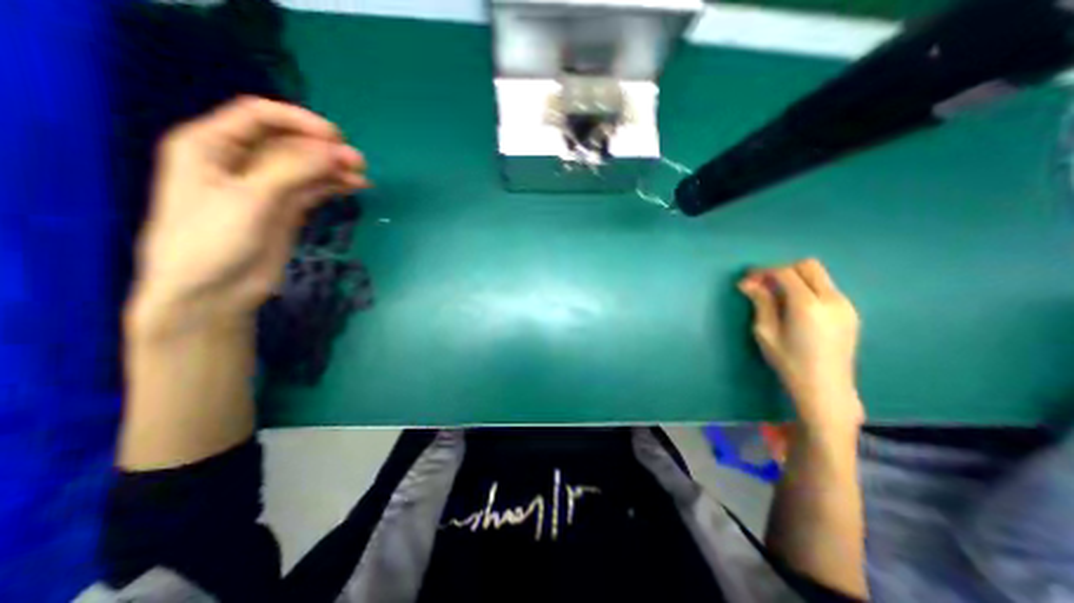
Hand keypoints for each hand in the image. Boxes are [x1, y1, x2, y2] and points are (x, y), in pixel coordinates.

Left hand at [124, 96, 367, 335]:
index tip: (336, 137)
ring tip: (362, 177)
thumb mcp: (252, 198)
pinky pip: (313, 189)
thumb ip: (295, 171)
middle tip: (358, 162)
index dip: (299, 120)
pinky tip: (354, 188)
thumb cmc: (215, 240)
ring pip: (306, 168)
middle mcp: (240, 161)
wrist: (215, 291)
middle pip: (289, 143)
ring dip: (334, 169)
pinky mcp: (286, 210)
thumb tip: (337, 152)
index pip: (259, 116)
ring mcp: (267, 188)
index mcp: (212, 145)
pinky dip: (333, 187)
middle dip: (324, 149)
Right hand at [740, 259, 861, 433]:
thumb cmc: (788, 362)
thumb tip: (747, 283)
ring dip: (795, 278)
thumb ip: (760, 302)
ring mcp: (845, 305)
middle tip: (763, 284)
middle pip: (808, 266)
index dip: (764, 271)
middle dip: (782, 270)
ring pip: (819, 276)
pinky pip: (827, 288)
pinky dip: (808, 288)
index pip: (786, 272)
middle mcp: (832, 299)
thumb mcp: (766, 332)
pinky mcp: (851, 312)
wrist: (825, 387)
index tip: (748, 278)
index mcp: (808, 305)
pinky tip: (795, 307)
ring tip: (777, 296)